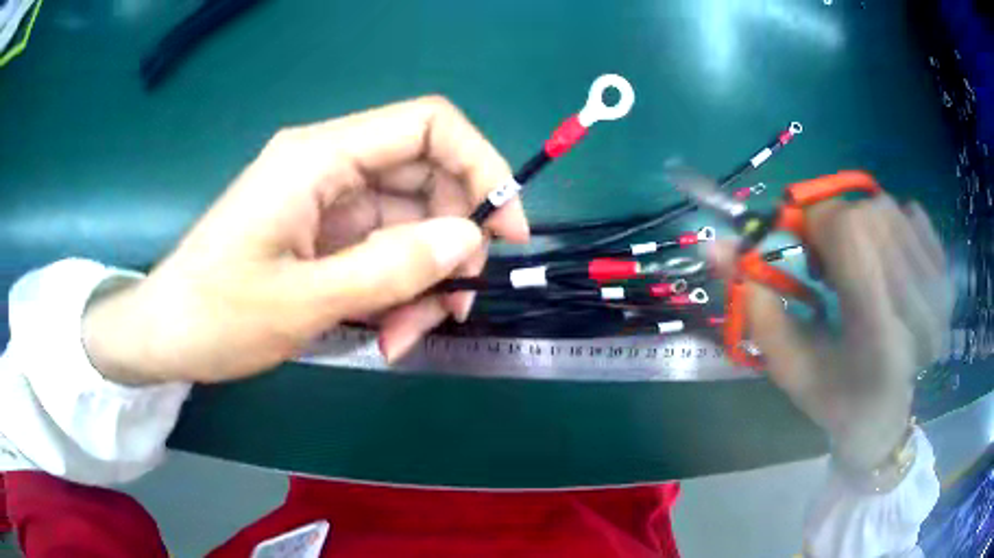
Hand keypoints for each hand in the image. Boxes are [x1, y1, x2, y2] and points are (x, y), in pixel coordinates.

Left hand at [83, 96, 529, 383]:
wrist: (164, 336)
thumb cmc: (215, 316)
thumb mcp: (303, 302)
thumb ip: (389, 267)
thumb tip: (467, 239)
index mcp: (319, 157)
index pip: (428, 125)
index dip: (482, 165)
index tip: (507, 230)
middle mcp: (328, 166)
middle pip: (426, 180)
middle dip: (451, 245)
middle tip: (454, 309)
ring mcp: (326, 201)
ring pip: (408, 225)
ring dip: (421, 282)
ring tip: (401, 339)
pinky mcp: (321, 234)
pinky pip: (381, 251)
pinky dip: (395, 292)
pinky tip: (383, 333)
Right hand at [710, 195, 951, 469]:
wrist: (885, 416)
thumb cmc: (834, 397)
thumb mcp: (787, 364)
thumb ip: (753, 305)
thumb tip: (714, 243)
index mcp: (878, 338)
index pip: (852, 233)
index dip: (818, 222)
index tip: (808, 246)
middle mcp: (918, 308)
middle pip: (871, 214)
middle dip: (840, 225)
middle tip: (833, 263)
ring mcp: (940, 292)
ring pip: (890, 208)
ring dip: (864, 225)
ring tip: (861, 264)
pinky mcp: (948, 278)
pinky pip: (914, 213)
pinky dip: (893, 225)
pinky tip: (890, 260)